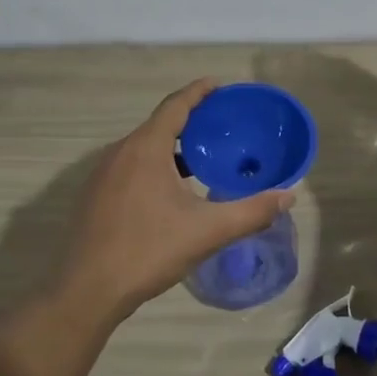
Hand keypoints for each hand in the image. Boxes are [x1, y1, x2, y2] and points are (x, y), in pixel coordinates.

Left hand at [55, 80, 296, 318]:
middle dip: (190, 121)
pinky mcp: (95, 195)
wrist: (88, 290)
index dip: (199, 92)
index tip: (220, 85)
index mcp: (145, 148)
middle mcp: (120, 152)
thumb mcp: (208, 231)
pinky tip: (170, 191)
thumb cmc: (148, 251)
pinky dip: (154, 165)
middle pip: (159, 124)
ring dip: (172, 147)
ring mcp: (102, 174)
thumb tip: (288, 196)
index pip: (175, 105)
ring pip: (143, 148)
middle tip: (222, 127)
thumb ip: (252, 212)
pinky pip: (130, 166)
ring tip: (202, 159)